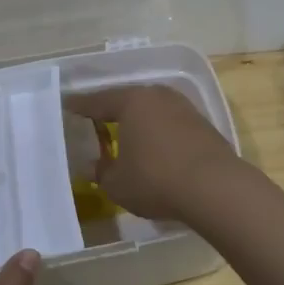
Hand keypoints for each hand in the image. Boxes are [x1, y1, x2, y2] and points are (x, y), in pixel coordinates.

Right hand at [63, 84, 240, 220]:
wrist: (215, 188)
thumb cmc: (155, 180)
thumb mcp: (117, 183)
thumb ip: (101, 171)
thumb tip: (93, 165)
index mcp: (132, 102)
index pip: (99, 101)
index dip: (81, 106)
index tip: (68, 106)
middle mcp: (158, 97)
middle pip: (129, 101)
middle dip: (112, 111)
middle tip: (96, 120)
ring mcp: (185, 109)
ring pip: (153, 111)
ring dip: (139, 123)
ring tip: (126, 136)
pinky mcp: (204, 126)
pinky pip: (171, 125)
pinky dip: (159, 134)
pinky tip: (155, 149)